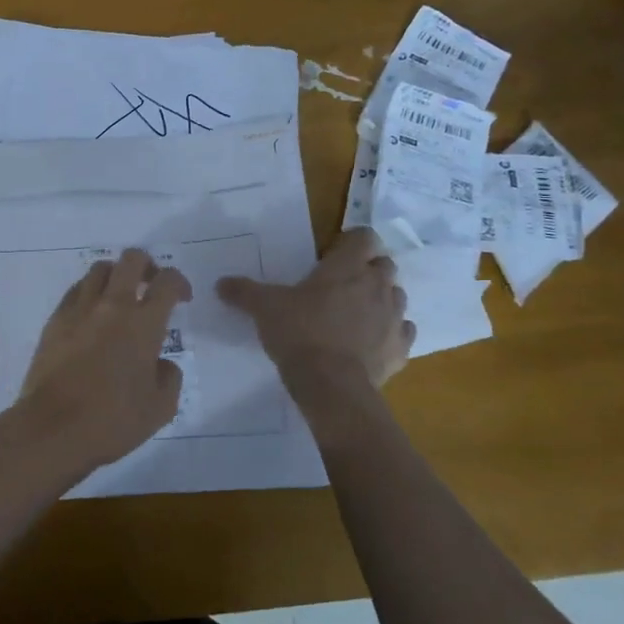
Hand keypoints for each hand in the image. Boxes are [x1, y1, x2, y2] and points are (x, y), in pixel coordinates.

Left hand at [7, 248, 191, 481]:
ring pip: (100, 269)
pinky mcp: (55, 319)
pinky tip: (93, 313)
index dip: (179, 282)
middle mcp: (112, 306)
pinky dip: (90, 292)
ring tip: (120, 296)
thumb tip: (162, 363)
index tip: (182, 297)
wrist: (53, 427)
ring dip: (116, 275)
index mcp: (143, 324)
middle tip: (151, 284)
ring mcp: (80, 309)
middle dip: (147, 265)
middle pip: (131, 260)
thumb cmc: (112, 420)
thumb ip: (169, 378)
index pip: (166, 282)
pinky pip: (76, 290)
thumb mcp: (160, 408)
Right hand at [217, 229, 413, 417]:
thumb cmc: (299, 333)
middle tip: (341, 283)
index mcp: (347, 267)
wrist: (331, 386)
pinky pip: (402, 331)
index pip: (365, 237)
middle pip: (385, 265)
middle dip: (368, 269)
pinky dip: (390, 332)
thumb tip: (221, 284)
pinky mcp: (401, 349)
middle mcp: (377, 286)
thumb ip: (243, 292)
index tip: (332, 254)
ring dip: (381, 299)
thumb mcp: (263, 308)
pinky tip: (370, 341)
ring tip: (356, 312)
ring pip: (397, 296)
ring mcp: (394, 318)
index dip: (352, 241)